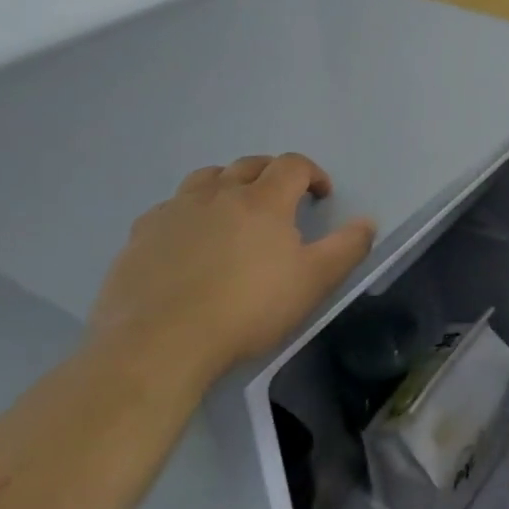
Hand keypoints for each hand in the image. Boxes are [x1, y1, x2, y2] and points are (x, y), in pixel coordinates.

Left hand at [89, 153, 374, 388]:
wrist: (160, 344)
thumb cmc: (248, 309)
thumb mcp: (314, 281)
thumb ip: (347, 247)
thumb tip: (367, 221)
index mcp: (263, 199)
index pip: (293, 165)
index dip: (312, 173)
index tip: (321, 195)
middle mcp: (219, 193)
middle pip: (249, 164)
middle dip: (272, 173)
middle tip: (282, 198)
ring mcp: (175, 211)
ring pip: (206, 178)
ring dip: (227, 183)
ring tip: (234, 209)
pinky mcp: (141, 235)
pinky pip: (169, 208)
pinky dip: (188, 211)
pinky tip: (189, 238)